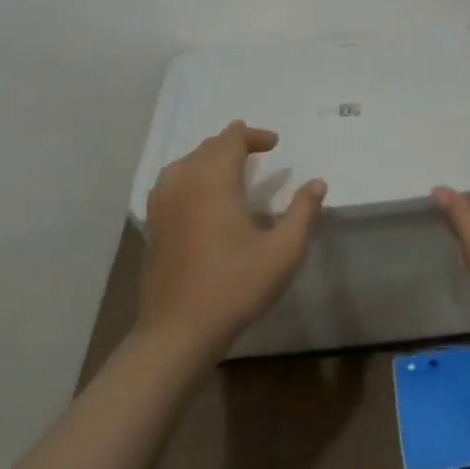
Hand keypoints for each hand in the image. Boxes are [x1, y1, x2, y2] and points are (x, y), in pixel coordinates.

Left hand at [138, 122, 327, 355]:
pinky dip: (190, 177)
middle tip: (258, 153)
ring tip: (230, 170)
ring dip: (209, 159)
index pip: (231, 139)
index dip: (254, 135)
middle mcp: (184, 182)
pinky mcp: (153, 226)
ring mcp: (162, 205)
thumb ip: (303, 212)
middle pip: (207, 147)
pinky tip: (201, 198)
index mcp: (214, 180)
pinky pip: (171, 184)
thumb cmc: (234, 286)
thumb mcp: (283, 251)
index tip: (274, 144)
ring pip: (185, 163)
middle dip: (234, 144)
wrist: (177, 333)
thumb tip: (317, 183)